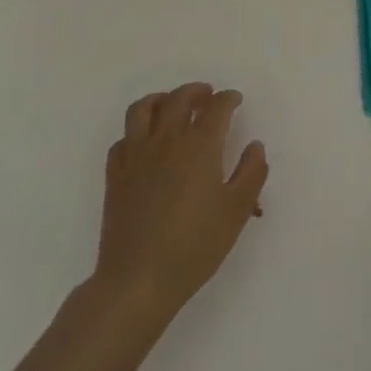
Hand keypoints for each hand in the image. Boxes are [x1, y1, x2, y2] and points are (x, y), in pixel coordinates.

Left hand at [93, 83, 268, 338]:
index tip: (235, 100)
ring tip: (172, 105)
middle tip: (207, 96)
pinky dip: (136, 132)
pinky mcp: (115, 174)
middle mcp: (167, 139)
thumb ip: (251, 173)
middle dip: (197, 91)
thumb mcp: (237, 211)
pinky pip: (123, 139)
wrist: (139, 279)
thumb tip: (255, 146)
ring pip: (144, 109)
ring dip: (161, 99)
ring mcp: (136, 155)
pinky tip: (145, 143)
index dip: (229, 99)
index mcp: (200, 145)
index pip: (217, 107)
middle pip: (179, 98)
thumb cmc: (194, 246)